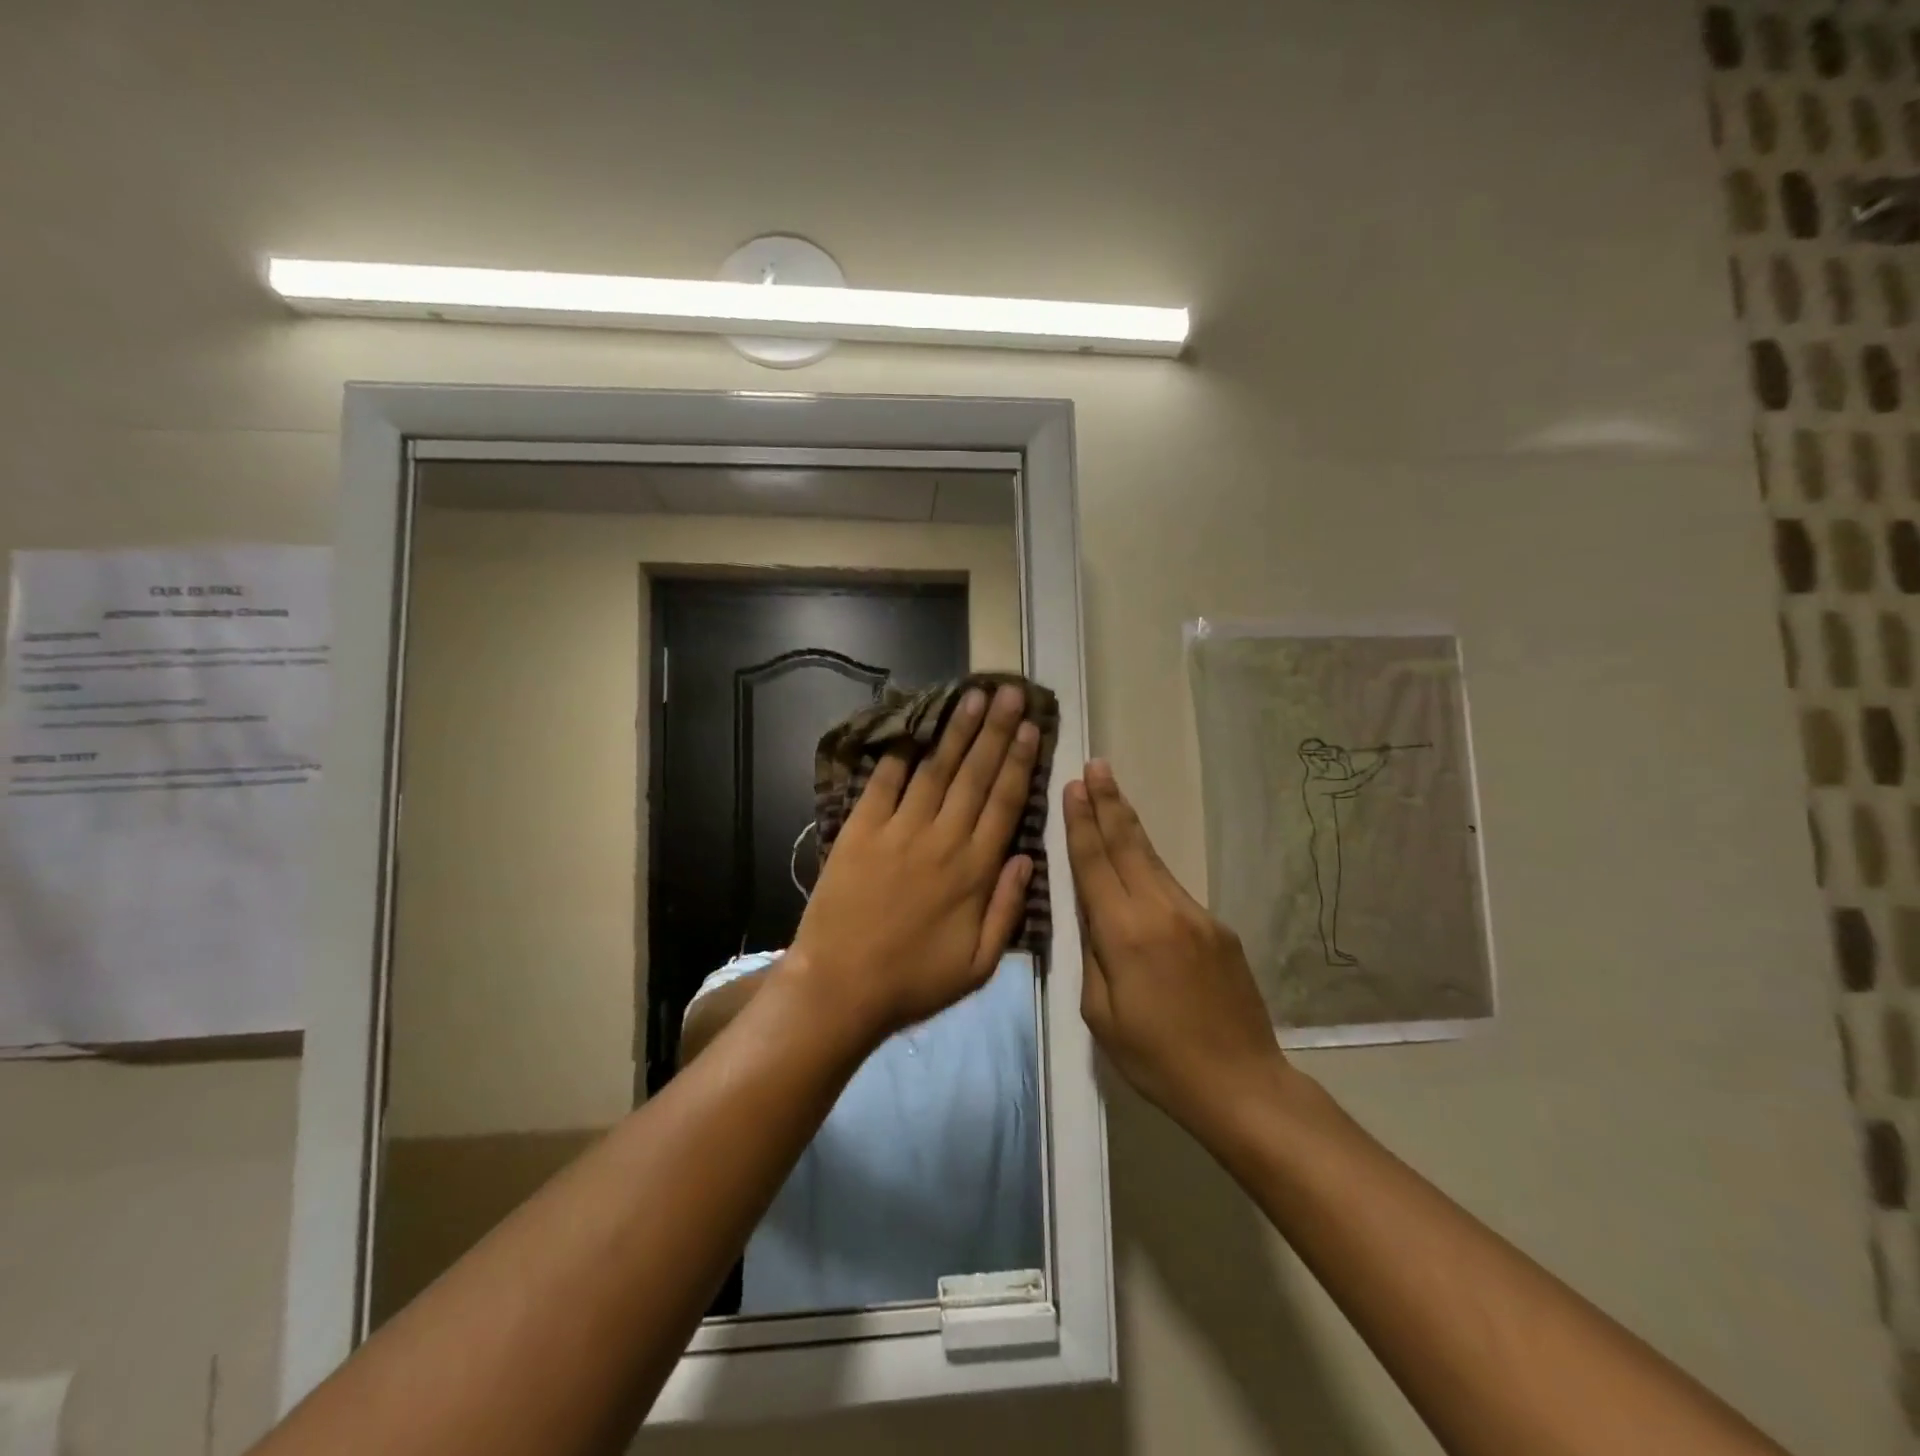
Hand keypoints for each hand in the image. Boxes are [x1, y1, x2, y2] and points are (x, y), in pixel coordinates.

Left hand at [785, 682, 1038, 1048]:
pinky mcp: (861, 830)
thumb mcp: (979, 965)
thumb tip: (1028, 858)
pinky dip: (898, 752)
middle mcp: (942, 839)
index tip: (1030, 728)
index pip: (1004, 803)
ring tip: (972, 696)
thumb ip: (1006, 909)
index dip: (1019, 762)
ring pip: (935, 770)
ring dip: (956, 730)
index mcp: (974, 871)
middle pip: (975, 775)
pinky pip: (883, 782)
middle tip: (1009, 692)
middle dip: (995, 731)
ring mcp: (899, 830)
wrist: (840, 988)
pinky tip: (912, 726)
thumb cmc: (914, 982)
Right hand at [1065, 760, 1288, 1136]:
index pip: (1096, 863)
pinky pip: (1173, 889)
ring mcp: (1194, 915)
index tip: (1074, 785)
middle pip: (1128, 845)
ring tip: (1112, 792)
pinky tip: (1139, 862)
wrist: (1240, 1083)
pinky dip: (1150, 867)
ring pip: (1153, 860)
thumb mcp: (1100, 1013)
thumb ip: (1091, 954)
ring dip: (1128, 825)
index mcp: (1124, 933)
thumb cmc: (1156, 1057)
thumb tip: (1090, 914)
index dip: (1082, 822)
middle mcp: (1160, 910)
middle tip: (1096, 765)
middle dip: (1108, 803)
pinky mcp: (1217, 928)